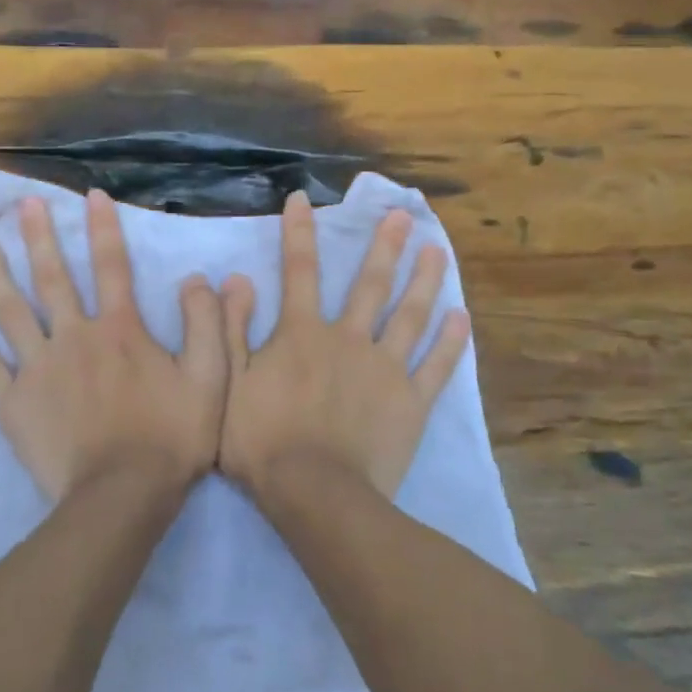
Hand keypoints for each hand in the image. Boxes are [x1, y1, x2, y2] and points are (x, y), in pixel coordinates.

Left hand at [0, 189, 226, 501]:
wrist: (122, 496)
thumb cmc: (171, 437)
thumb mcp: (210, 378)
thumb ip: (207, 324)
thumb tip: (198, 278)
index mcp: (120, 329)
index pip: (112, 266)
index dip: (102, 228)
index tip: (90, 195)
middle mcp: (74, 337)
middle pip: (52, 278)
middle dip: (38, 237)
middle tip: (22, 204)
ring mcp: (38, 369)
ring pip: (11, 312)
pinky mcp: (13, 404)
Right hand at [219, 191, 471, 501]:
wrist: (314, 492)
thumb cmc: (262, 440)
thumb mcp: (229, 383)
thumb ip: (231, 329)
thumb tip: (236, 279)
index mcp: (302, 333)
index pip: (298, 271)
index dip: (298, 233)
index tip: (301, 199)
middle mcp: (348, 338)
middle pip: (369, 284)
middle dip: (384, 247)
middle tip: (402, 217)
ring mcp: (384, 368)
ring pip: (409, 315)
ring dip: (424, 281)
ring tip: (438, 251)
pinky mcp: (411, 401)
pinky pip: (436, 366)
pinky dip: (450, 342)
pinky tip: (462, 317)